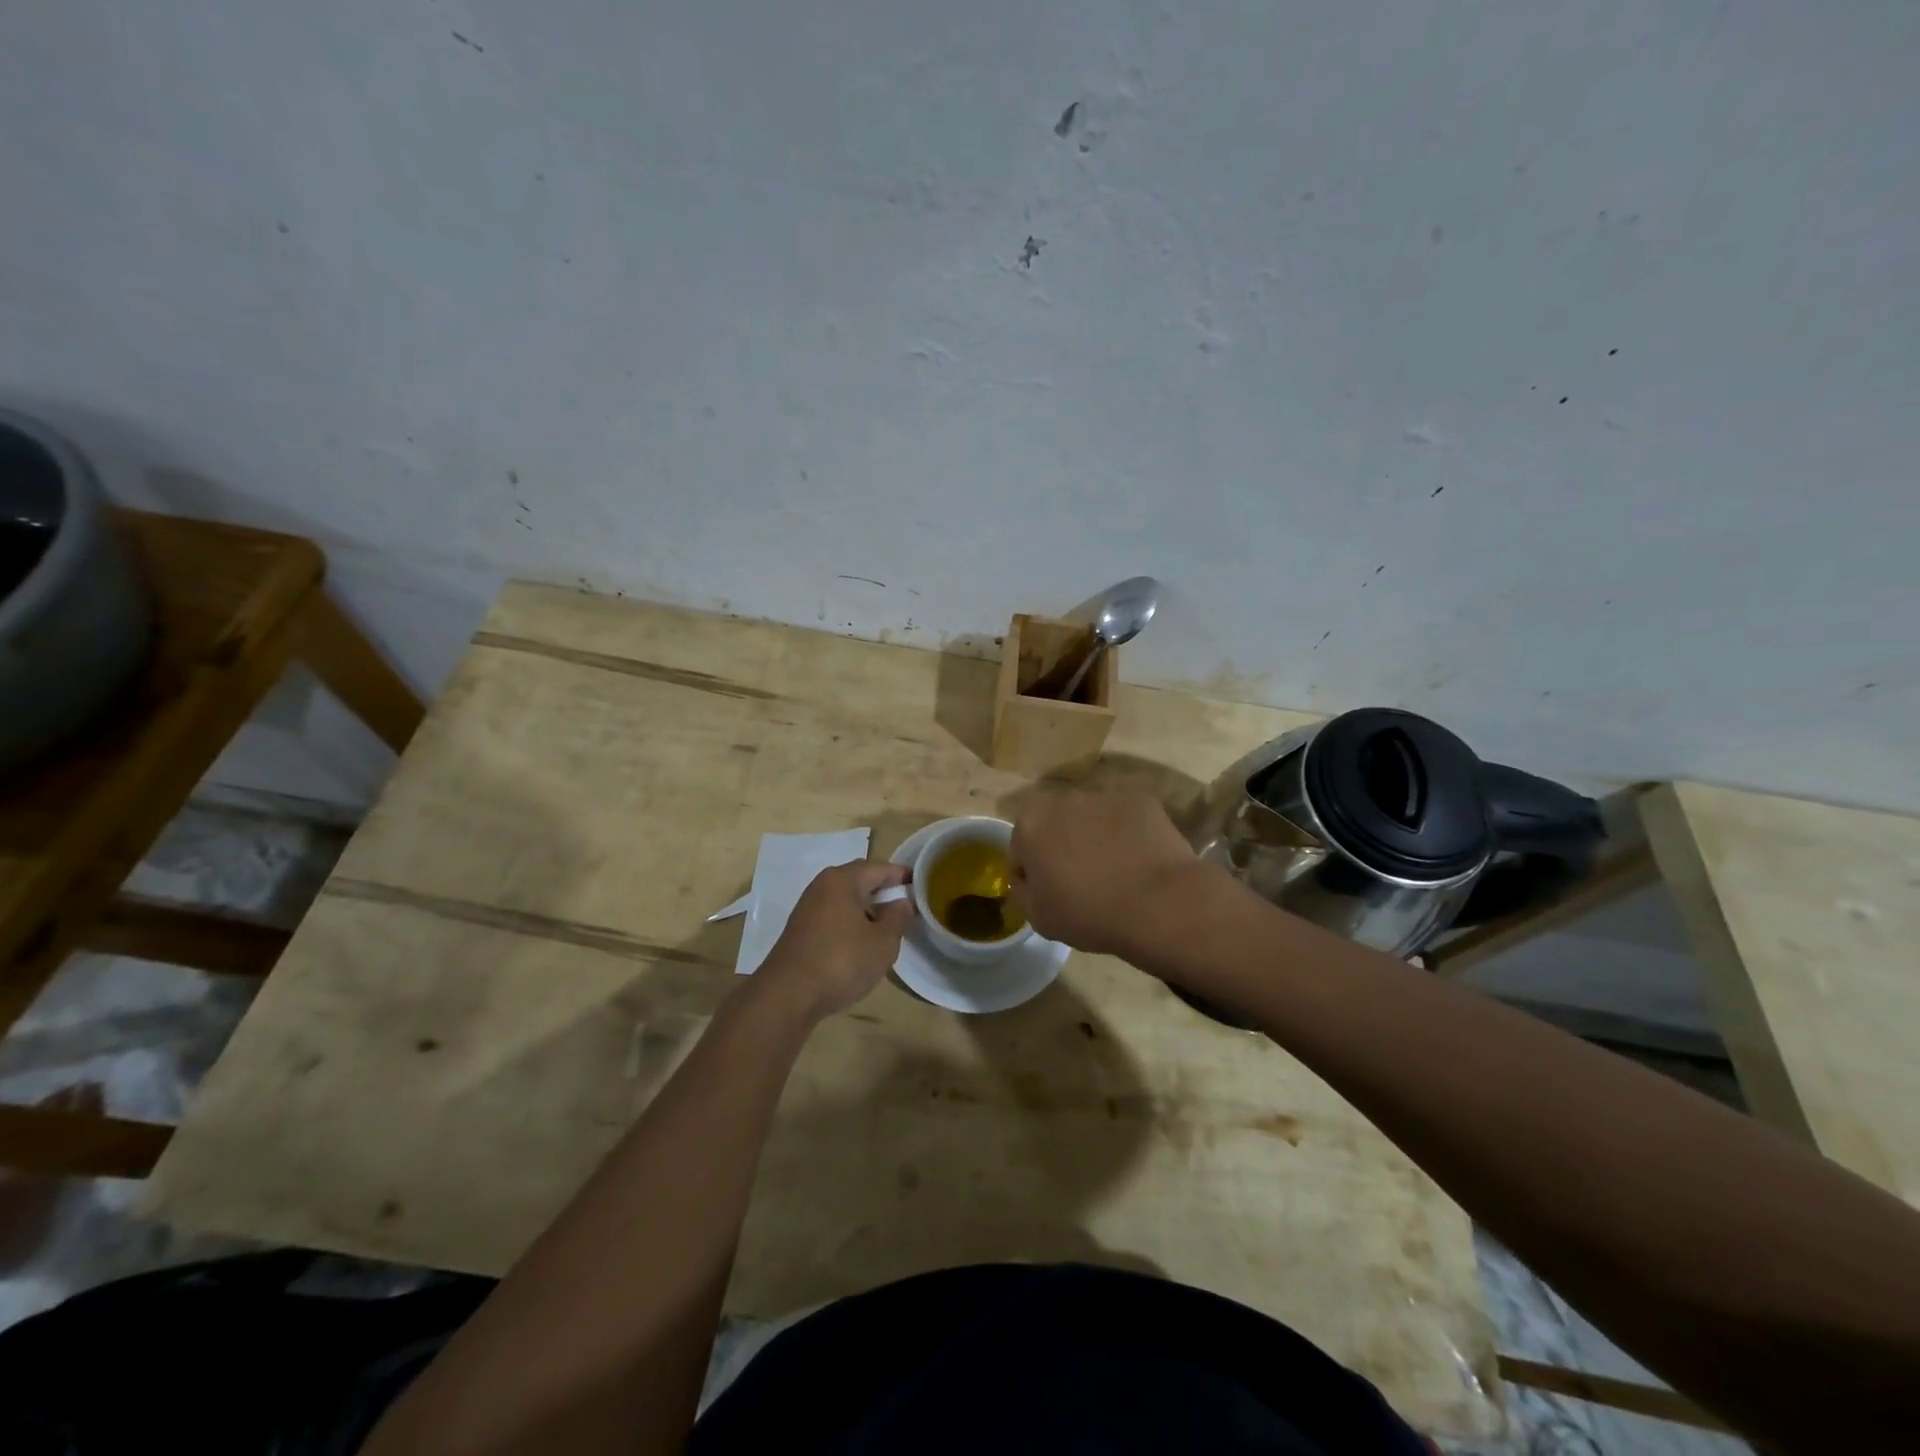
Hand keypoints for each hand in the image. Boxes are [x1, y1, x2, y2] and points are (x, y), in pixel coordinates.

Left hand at [755, 860, 912, 1021]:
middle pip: (860, 879)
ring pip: (845, 898)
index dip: (901, 876)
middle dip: (883, 890)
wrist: (787, 996)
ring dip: (867, 907)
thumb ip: (897, 919)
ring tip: (887, 925)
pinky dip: (851, 921)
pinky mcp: (801, 929)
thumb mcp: (882, 943)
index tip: (921, 887)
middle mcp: (822, 886)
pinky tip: (861, 941)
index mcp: (843, 880)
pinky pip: (834, 914)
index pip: (879, 868)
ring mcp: (808, 907)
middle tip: (906, 905)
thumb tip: (903, 903)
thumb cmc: (841, 962)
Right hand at [1009, 788, 1200, 955]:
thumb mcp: (1038, 918)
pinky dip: (1128, 831)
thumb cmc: (1089, 914)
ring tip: (1115, 869)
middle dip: (1063, 845)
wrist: (1158, 904)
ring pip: (1091, 817)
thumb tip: (1026, 880)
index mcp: (1030, 825)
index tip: (1050, 893)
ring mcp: (1104, 794)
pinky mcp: (1140, 798)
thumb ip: (1021, 892)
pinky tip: (1139, 858)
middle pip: (1055, 824)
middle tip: (1081, 880)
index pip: (1021, 849)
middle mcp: (1062, 799)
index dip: (1032, 873)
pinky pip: (1125, 816)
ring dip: (1095, 835)